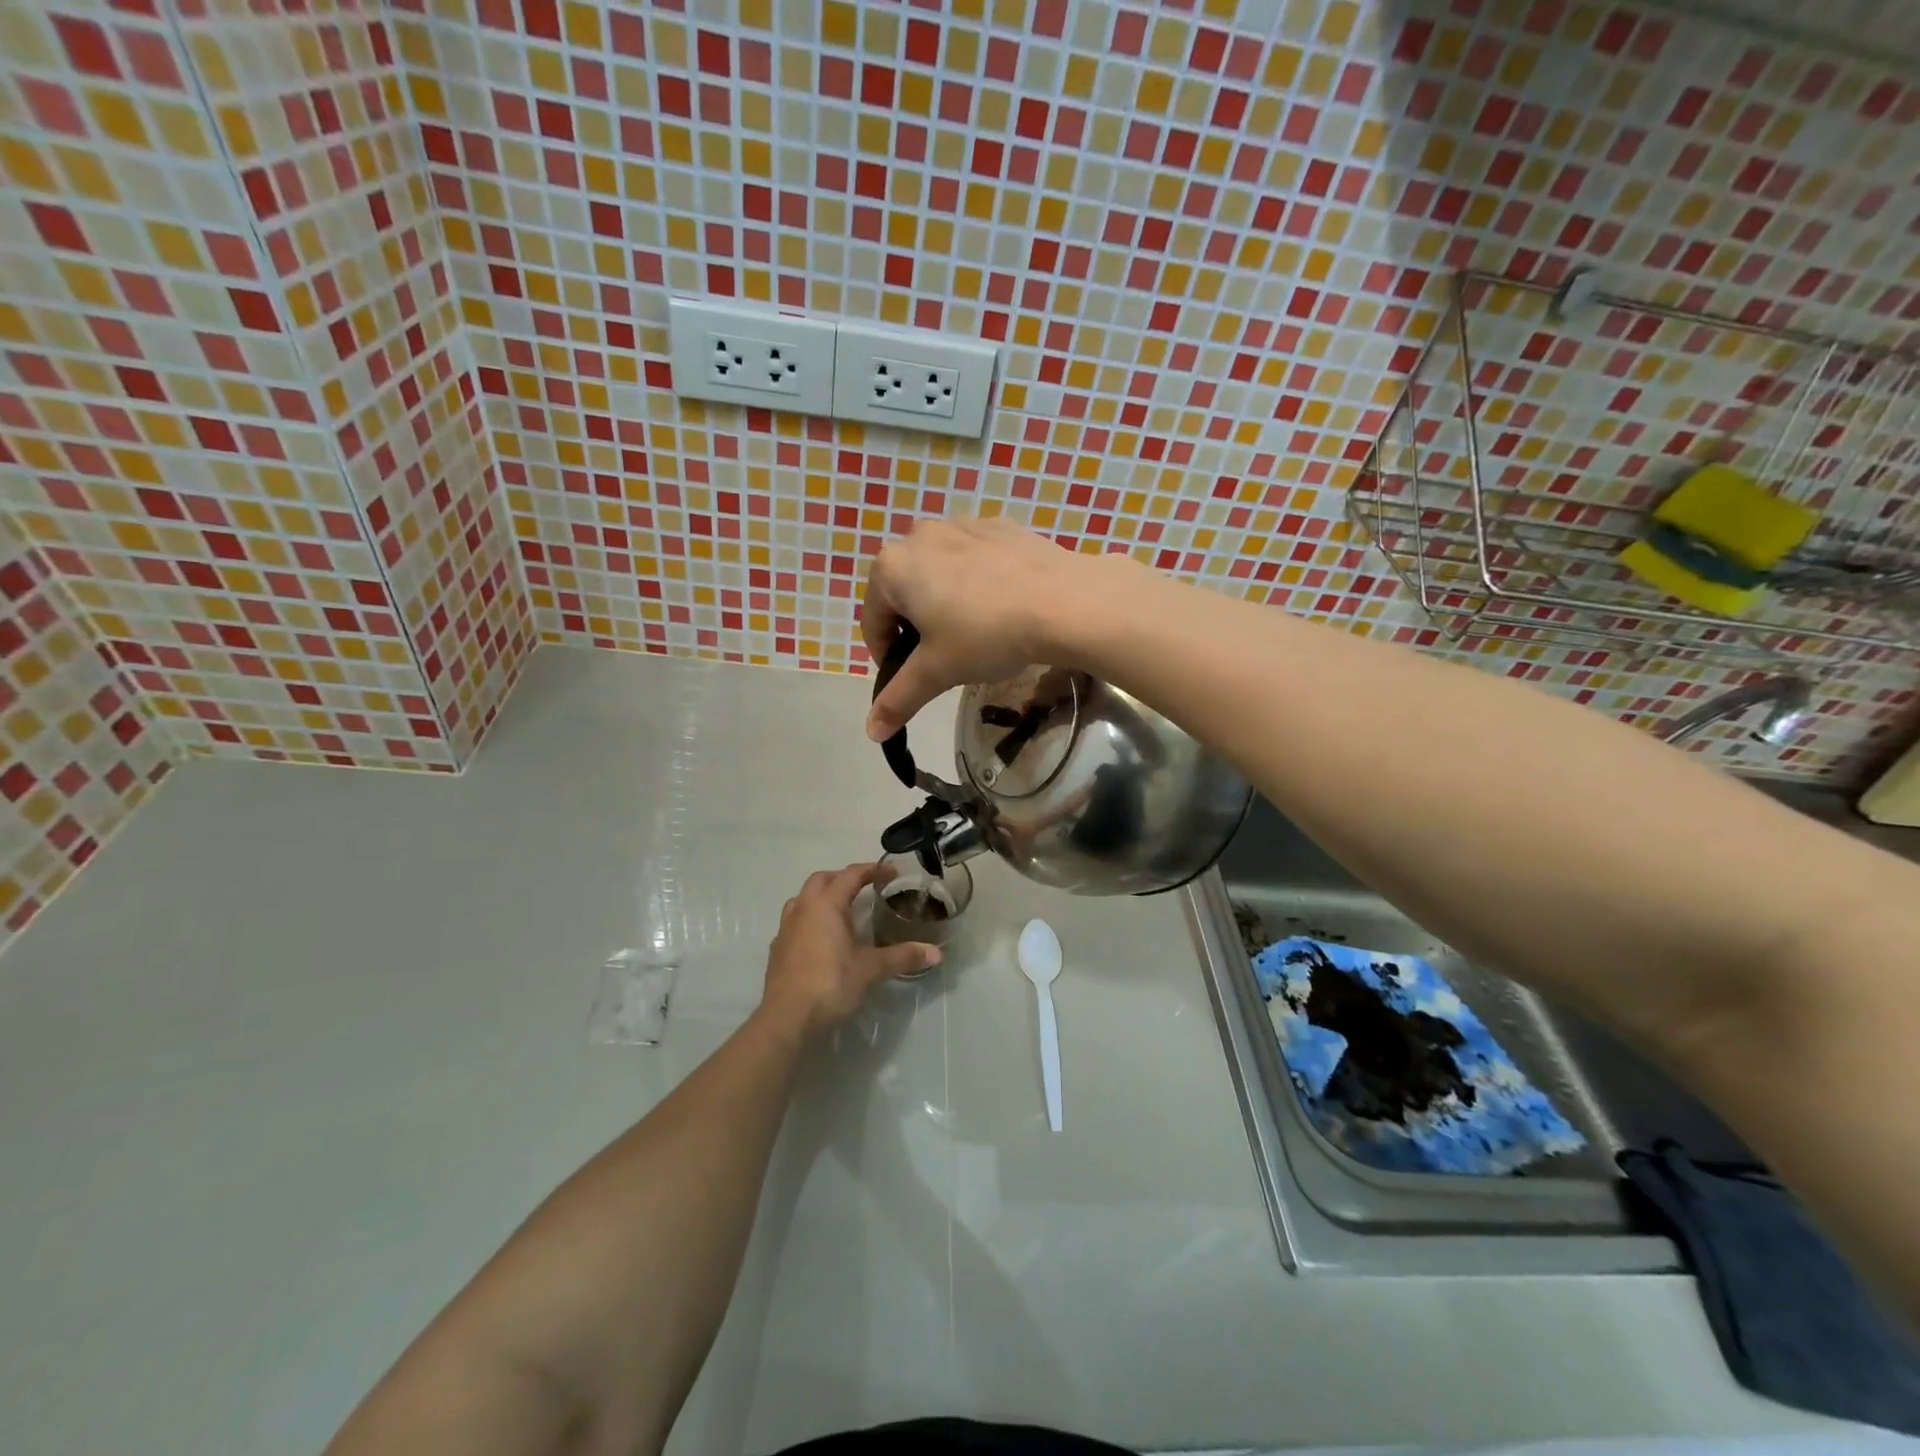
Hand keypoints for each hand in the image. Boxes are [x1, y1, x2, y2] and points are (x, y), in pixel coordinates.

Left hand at [758, 863, 939, 1039]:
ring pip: (803, 898)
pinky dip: (810, 919)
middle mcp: (803, 908)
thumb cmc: (830, 983)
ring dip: (822, 896)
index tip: (891, 873)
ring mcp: (786, 928)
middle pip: (822, 879)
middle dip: (844, 878)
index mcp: (826, 904)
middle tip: (865, 887)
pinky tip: (821, 938)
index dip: (872, 870)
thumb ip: (902, 957)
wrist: (787, 1018)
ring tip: (841, 910)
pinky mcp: (777, 949)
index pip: (851, 875)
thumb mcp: (871, 969)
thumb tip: (936, 953)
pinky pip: (794, 921)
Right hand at [862, 517, 1121, 740]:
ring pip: (939, 573)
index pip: (873, 622)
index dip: (887, 657)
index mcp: (892, 567)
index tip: (911, 679)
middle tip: (945, 658)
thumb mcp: (937, 672)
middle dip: (917, 628)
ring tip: (976, 633)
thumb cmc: (985, 635)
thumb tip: (873, 732)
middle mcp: (919, 535)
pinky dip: (977, 583)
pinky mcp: (1000, 526)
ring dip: (945, 603)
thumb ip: (899, 699)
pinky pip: (974, 559)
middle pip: (904, 594)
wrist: (1064, 601)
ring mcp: (962, 524)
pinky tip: (1002, 607)